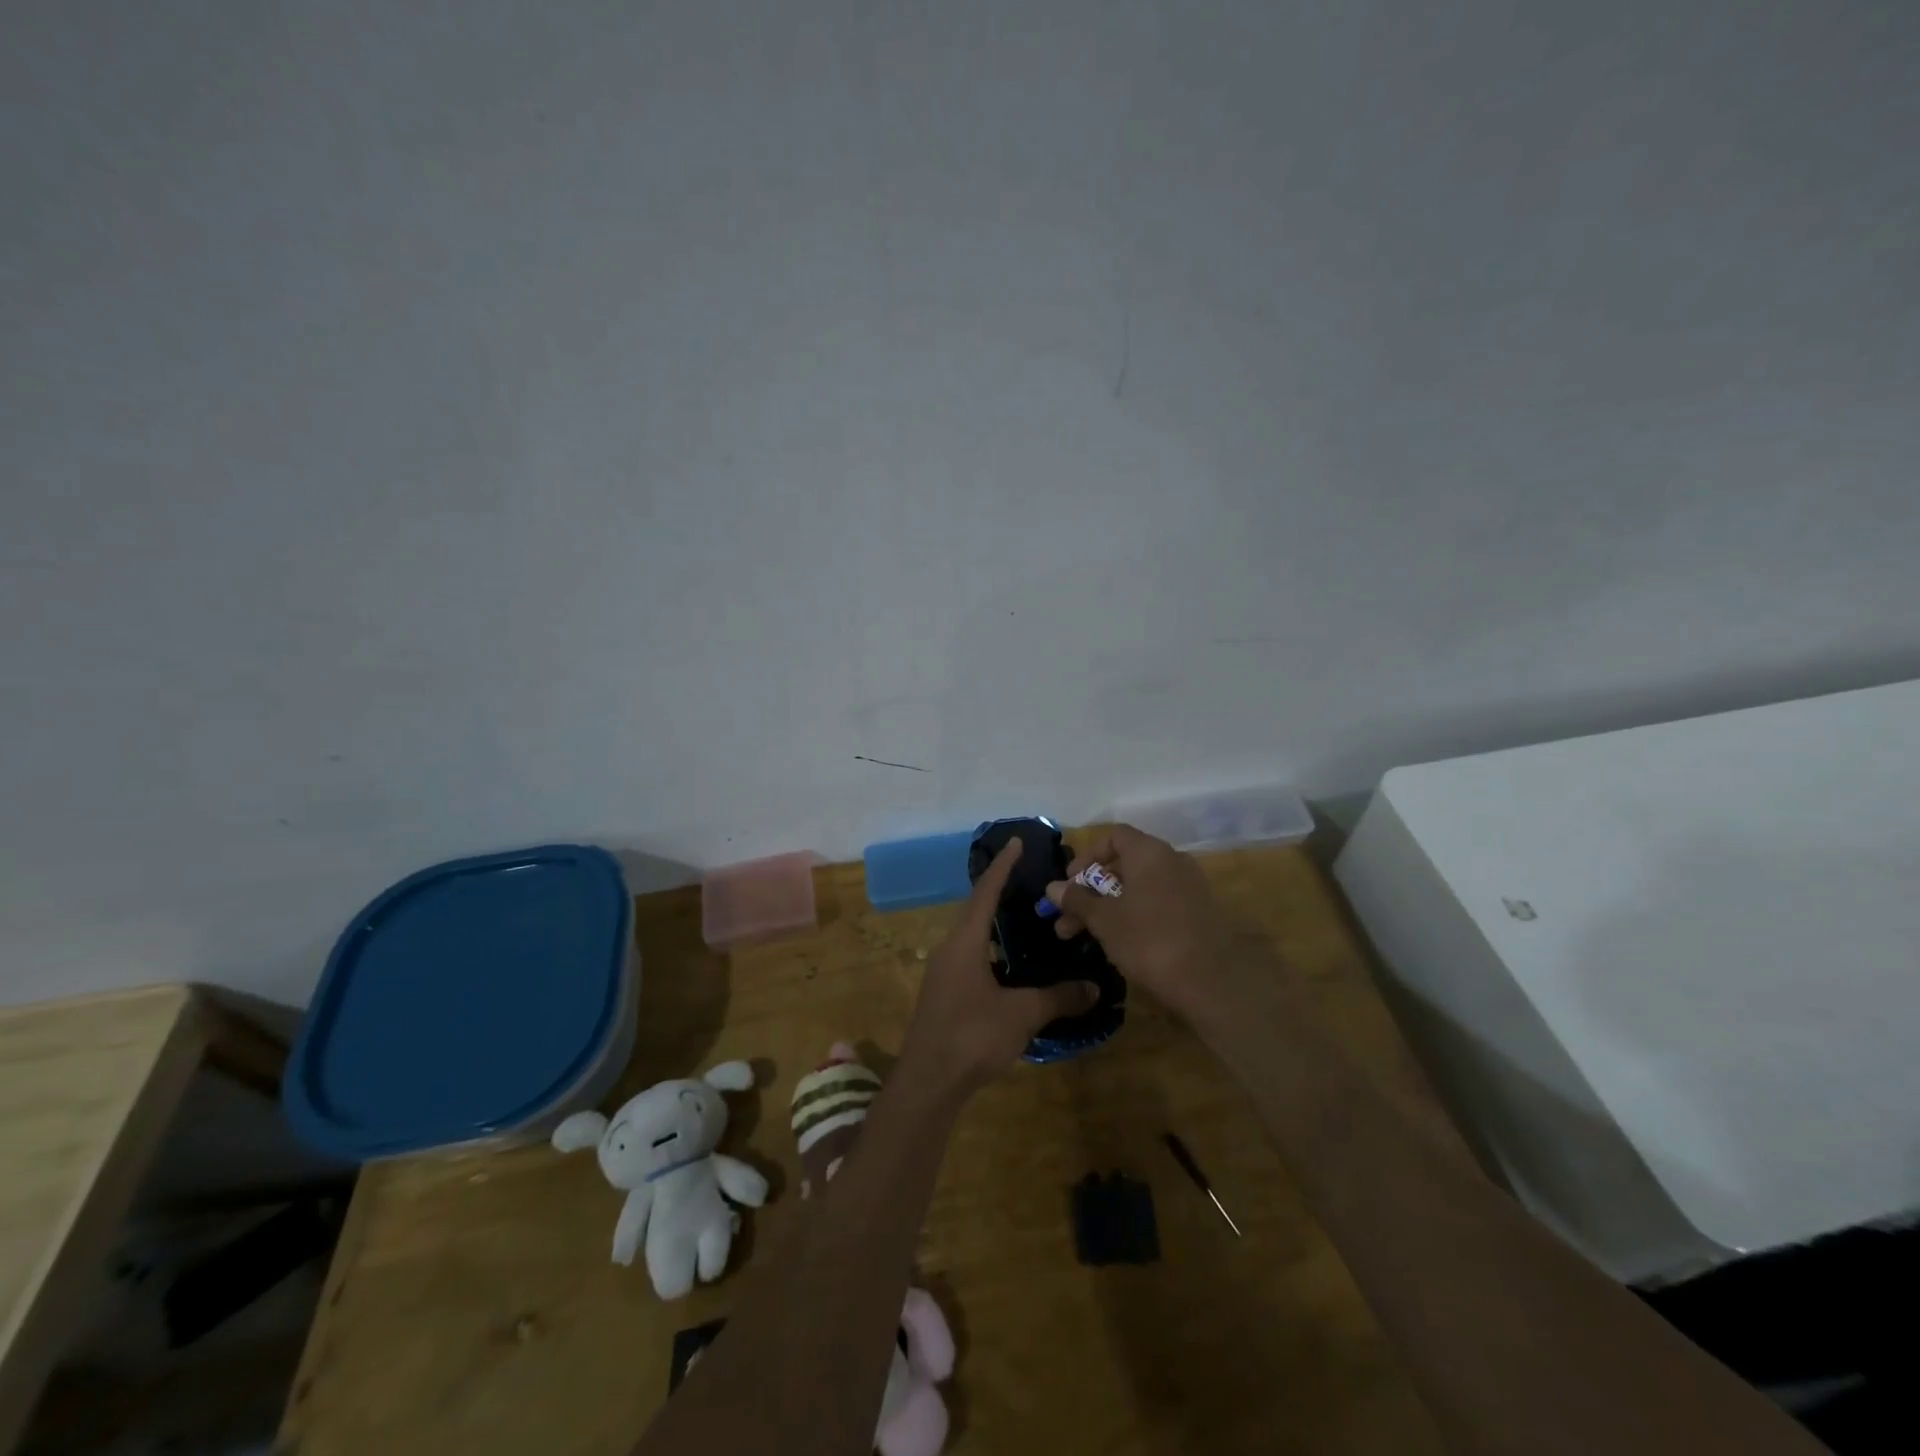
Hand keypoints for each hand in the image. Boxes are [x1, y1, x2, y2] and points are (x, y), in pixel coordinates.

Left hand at [900, 839, 1097, 1099]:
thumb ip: (1057, 998)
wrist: (928, 1082)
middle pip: (977, 910)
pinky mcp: (945, 994)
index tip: (1015, 842)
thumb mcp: (1021, 1015)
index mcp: (964, 942)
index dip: (1002, 867)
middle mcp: (950, 949)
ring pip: (974, 936)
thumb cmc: (971, 1036)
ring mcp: (944, 973)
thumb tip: (1094, 987)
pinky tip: (1013, 965)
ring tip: (1026, 918)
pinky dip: (993, 950)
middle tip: (1030, 880)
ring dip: (996, 923)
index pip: (985, 892)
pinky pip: (972, 957)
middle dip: (1001, 891)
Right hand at [1045, 824, 1230, 1017]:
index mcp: (1149, 852)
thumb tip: (1053, 887)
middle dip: (1090, 892)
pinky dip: (1133, 916)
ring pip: (1138, 889)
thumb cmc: (1150, 940)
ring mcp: (1188, 887)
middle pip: (1123, 865)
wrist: (1213, 982)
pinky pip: (1156, 904)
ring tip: (1082, 938)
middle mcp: (1171, 861)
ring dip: (1107, 908)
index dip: (1086, 856)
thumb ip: (1077, 900)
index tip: (1069, 883)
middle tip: (1065, 920)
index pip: (1113, 837)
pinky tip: (1117, 944)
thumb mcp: (1105, 920)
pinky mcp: (1197, 913)